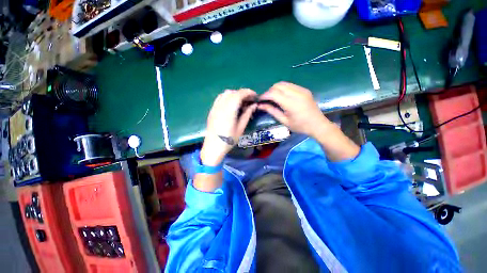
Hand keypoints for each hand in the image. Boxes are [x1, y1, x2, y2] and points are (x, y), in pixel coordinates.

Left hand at [200, 89, 256, 165]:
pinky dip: (227, 97)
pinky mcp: (212, 110)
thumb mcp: (241, 128)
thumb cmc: (229, 140)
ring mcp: (214, 107)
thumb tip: (254, 105)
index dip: (248, 92)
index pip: (239, 94)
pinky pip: (219, 98)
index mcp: (229, 111)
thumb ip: (247, 114)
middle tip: (249, 100)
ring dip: (235, 94)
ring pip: (225, 94)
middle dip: (242, 93)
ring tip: (241, 102)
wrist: (213, 147)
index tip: (255, 96)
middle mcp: (220, 106)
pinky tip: (231, 105)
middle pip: (232, 92)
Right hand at [258, 82, 329, 137]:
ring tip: (273, 97)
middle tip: (266, 100)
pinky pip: (290, 85)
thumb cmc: (300, 126)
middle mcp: (296, 93)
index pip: (273, 93)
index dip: (264, 95)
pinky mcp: (304, 89)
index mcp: (291, 103)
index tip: (260, 100)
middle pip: (278, 86)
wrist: (318, 125)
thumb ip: (272, 111)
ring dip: (276, 89)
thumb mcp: (284, 121)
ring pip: (283, 83)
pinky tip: (282, 96)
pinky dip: (283, 88)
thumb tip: (260, 105)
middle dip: (269, 91)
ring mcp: (301, 90)